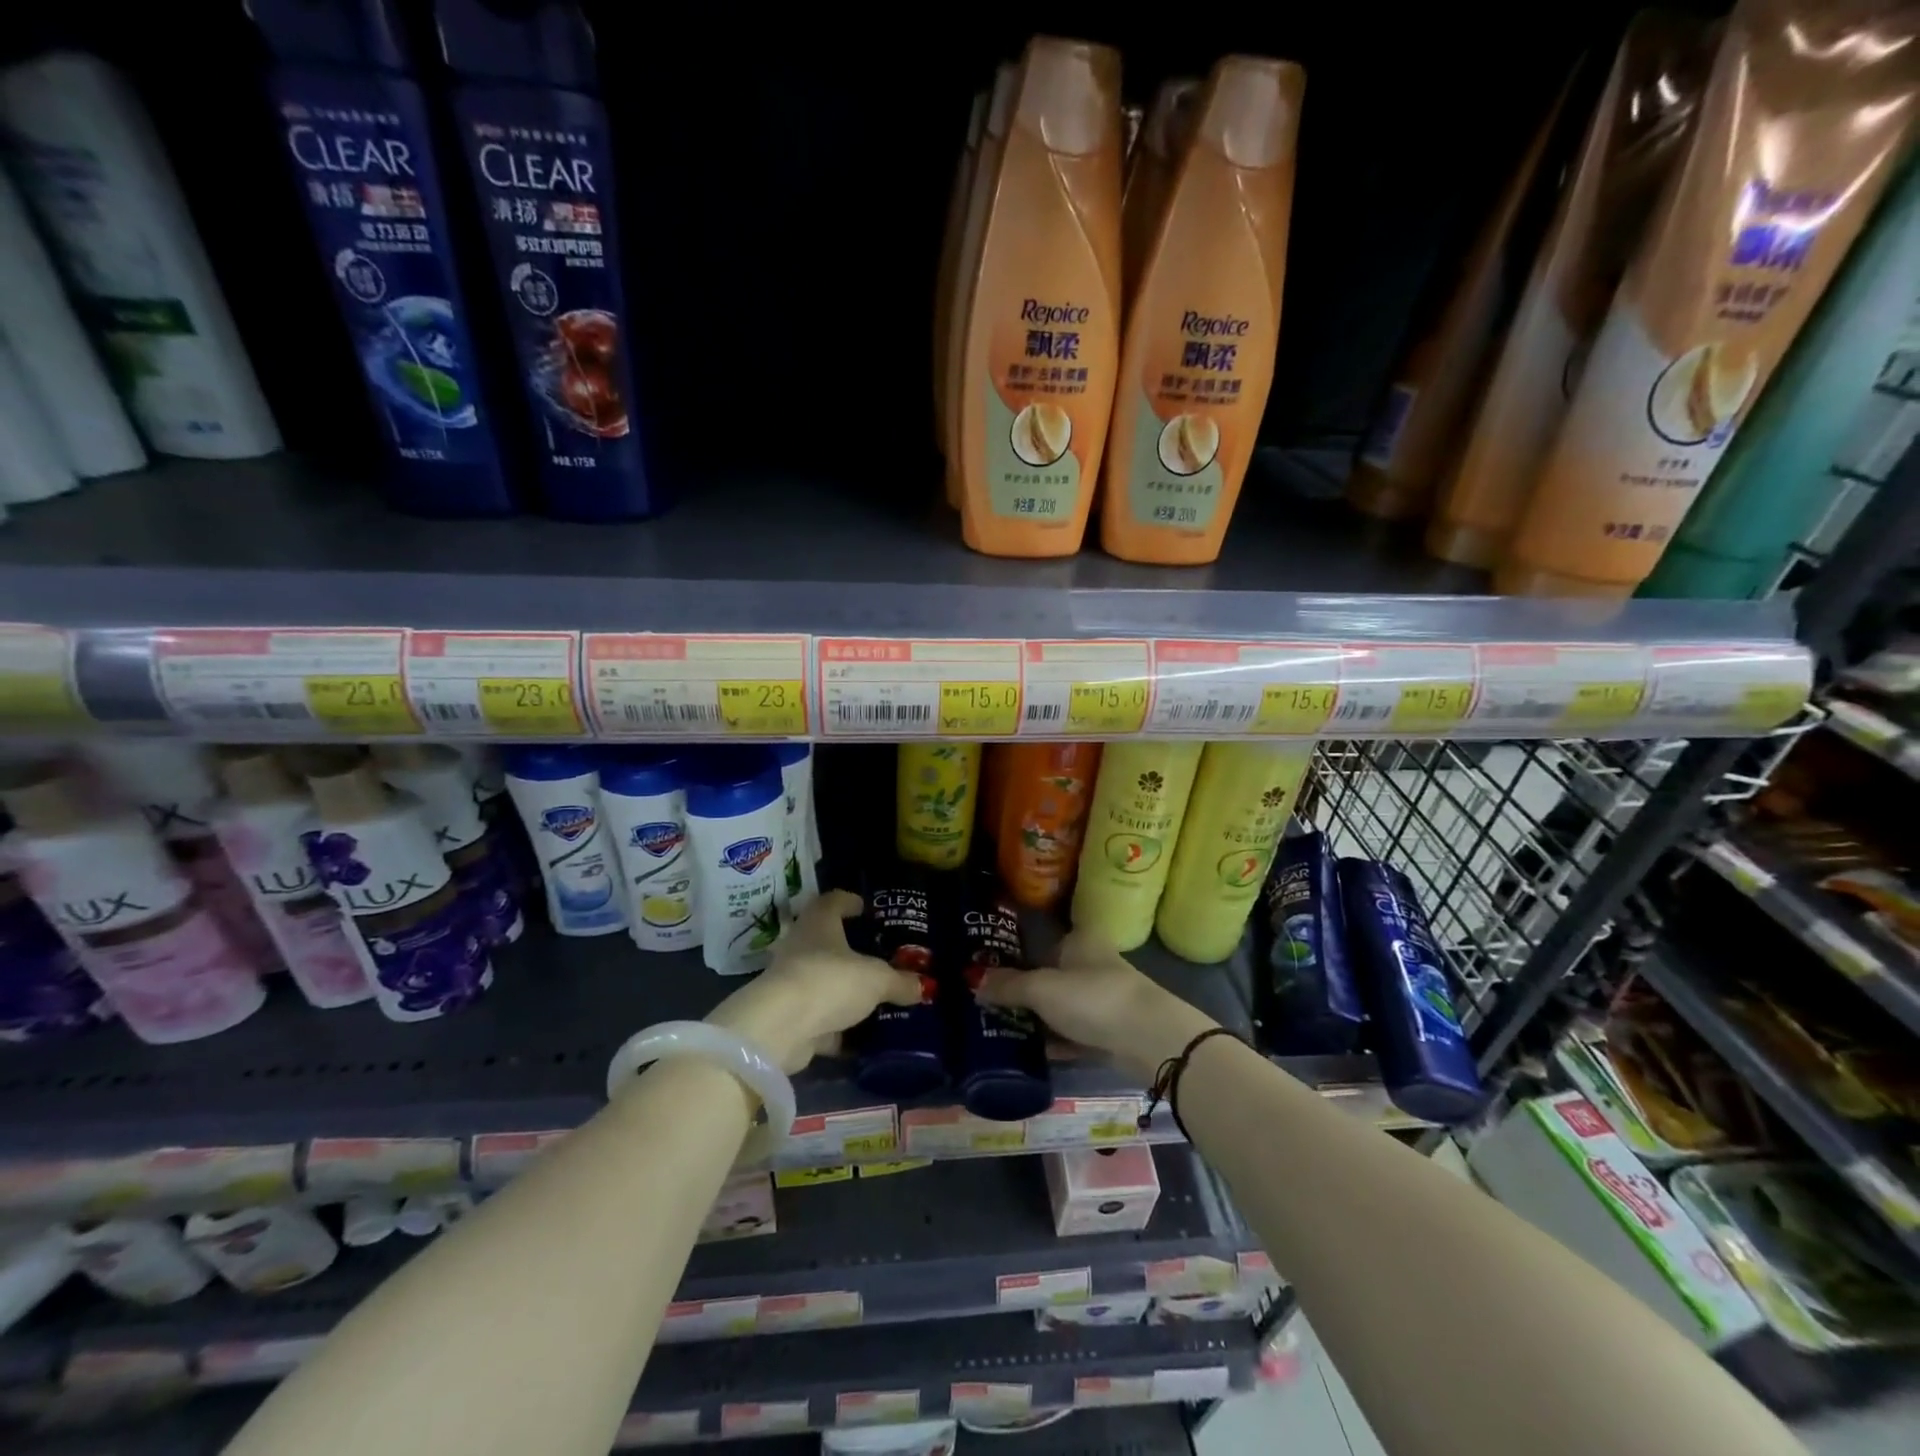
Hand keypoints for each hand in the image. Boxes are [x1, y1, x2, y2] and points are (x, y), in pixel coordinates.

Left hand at [707, 891, 922, 1071]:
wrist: (781, 1028)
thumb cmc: (831, 981)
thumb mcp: (876, 979)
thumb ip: (899, 981)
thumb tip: (921, 986)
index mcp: (819, 923)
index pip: (833, 901)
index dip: (849, 902)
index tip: (864, 908)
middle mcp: (801, 946)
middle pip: (826, 941)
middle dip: (850, 949)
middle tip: (878, 955)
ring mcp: (792, 982)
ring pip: (823, 980)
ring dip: (844, 989)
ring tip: (875, 997)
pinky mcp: (789, 1016)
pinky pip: (819, 1017)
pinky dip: (837, 1026)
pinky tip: (860, 1035)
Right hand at [975, 929, 1216, 1081]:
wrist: (1150, 1040)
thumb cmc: (1093, 998)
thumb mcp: (1042, 989)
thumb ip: (1008, 986)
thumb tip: (973, 981)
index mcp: (1080, 940)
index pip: (1042, 940)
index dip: (1016, 954)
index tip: (988, 970)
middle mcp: (1092, 963)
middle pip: (1049, 975)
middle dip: (1022, 990)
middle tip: (987, 1003)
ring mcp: (1102, 999)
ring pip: (1060, 1006)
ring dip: (1037, 1017)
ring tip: (999, 1028)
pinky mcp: (1108, 1031)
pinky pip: (1072, 1033)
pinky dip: (1053, 1040)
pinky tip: (1028, 1051)